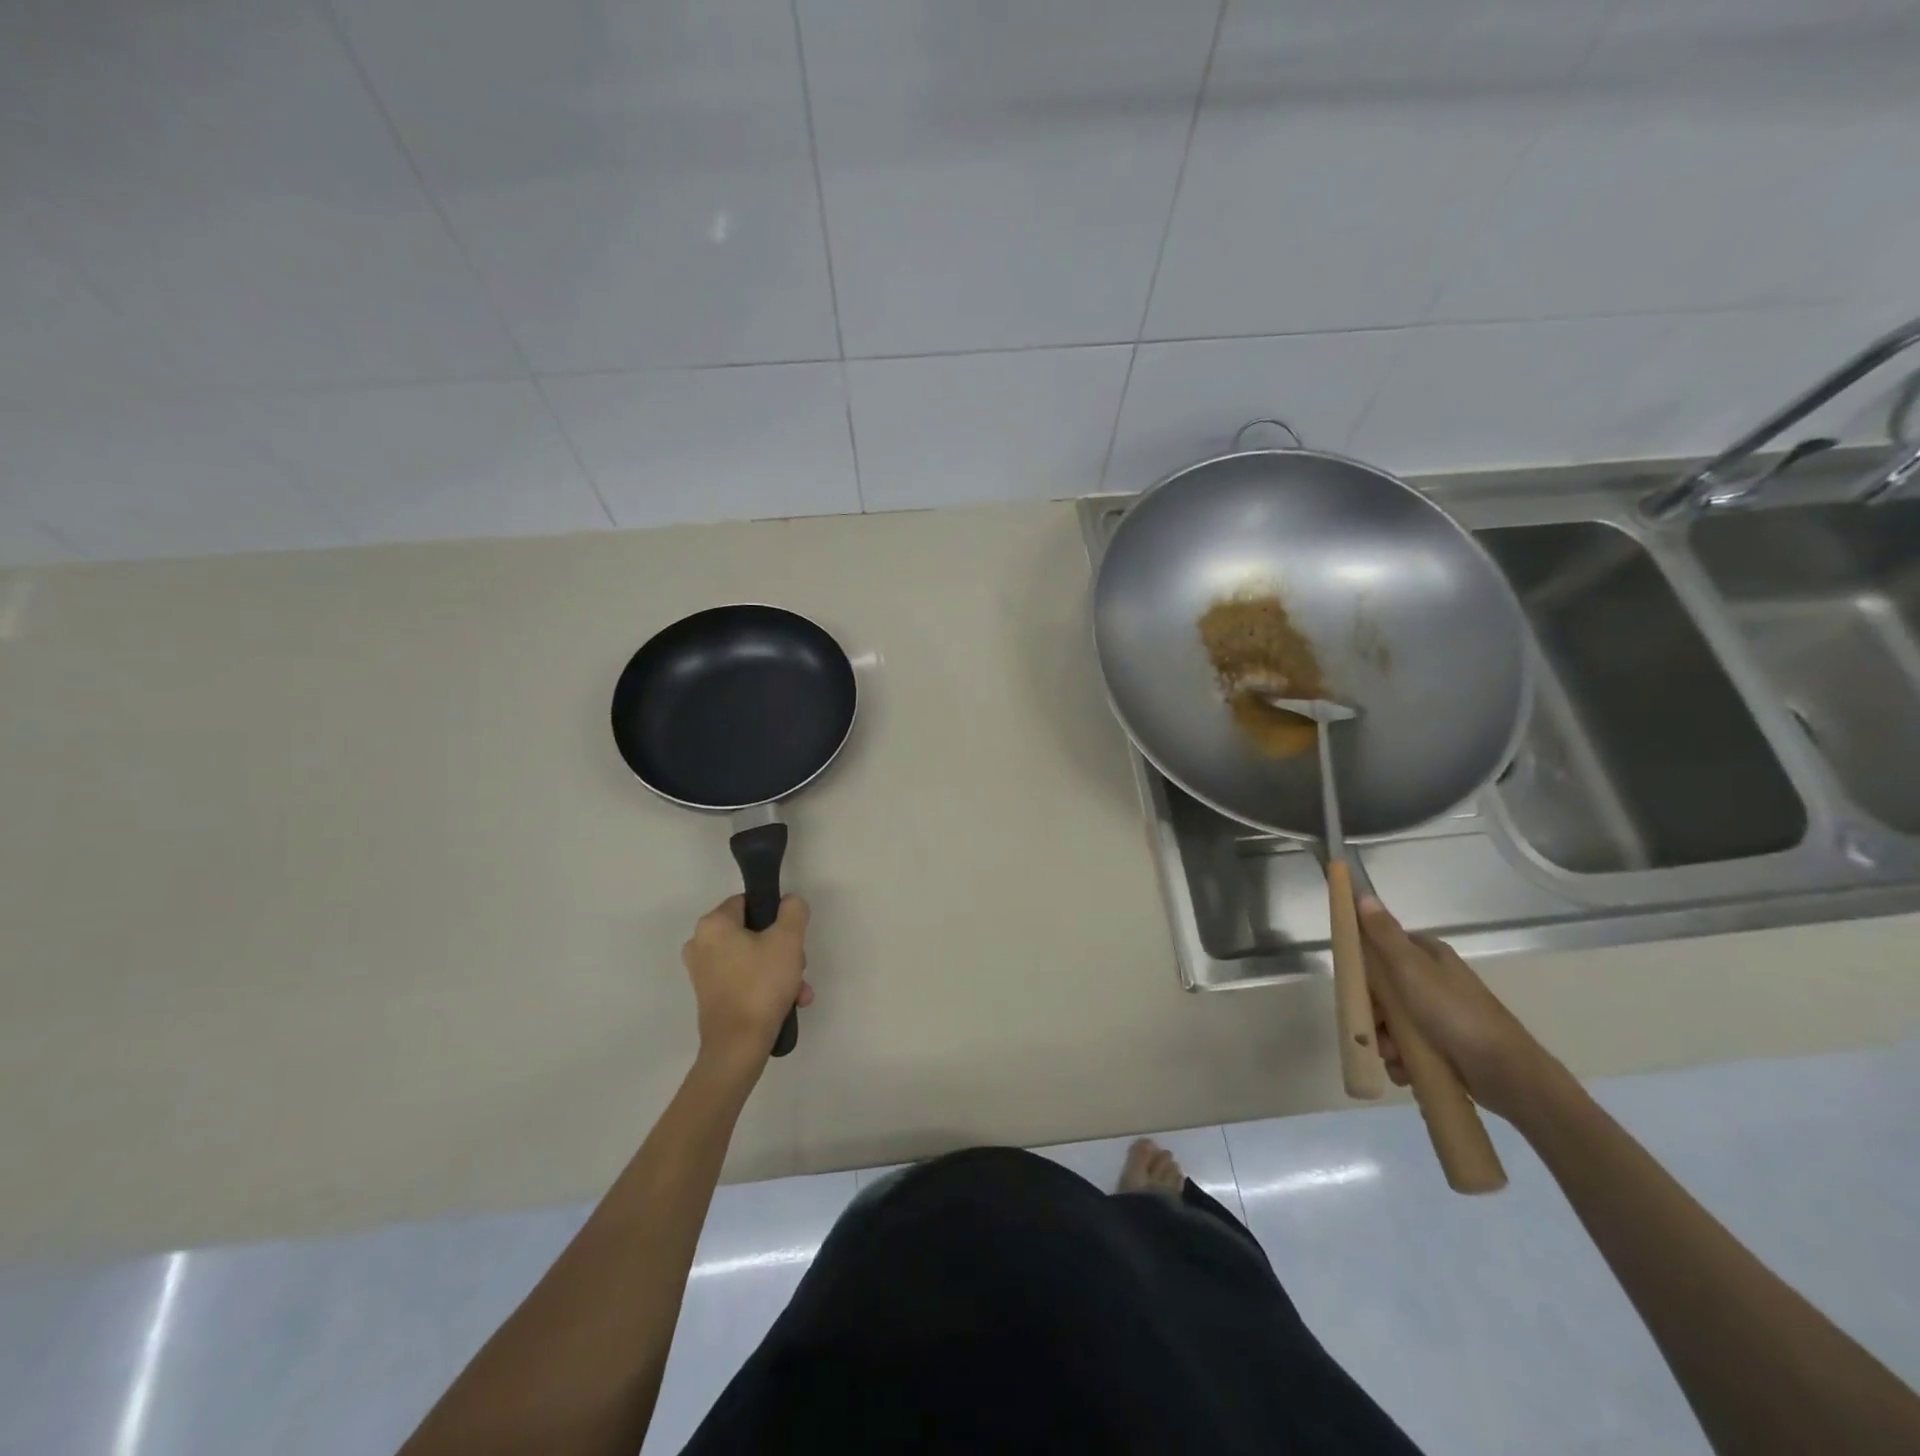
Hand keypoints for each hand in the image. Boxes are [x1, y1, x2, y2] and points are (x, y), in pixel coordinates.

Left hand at [682, 895, 813, 1074]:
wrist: (738, 1047)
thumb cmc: (761, 985)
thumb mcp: (788, 940)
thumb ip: (793, 910)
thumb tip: (789, 904)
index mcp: (712, 924)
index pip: (749, 902)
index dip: (776, 916)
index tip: (791, 937)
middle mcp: (700, 944)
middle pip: (753, 933)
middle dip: (783, 950)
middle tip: (798, 967)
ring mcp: (703, 973)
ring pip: (753, 958)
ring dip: (780, 971)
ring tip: (799, 991)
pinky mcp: (710, 997)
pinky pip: (744, 979)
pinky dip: (766, 986)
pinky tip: (789, 1003)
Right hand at [1358, 897, 1555, 1120]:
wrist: (1506, 1075)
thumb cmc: (1455, 1014)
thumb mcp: (1412, 970)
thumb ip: (1383, 934)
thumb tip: (1362, 893)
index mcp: (1428, 956)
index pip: (1382, 947)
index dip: (1363, 963)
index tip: (1351, 982)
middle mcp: (1432, 981)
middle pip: (1382, 989)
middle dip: (1372, 1012)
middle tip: (1372, 1026)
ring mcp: (1438, 1015)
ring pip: (1391, 1022)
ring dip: (1384, 1040)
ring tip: (1393, 1056)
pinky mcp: (1443, 1046)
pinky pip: (1407, 1048)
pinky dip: (1401, 1059)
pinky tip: (1405, 1070)